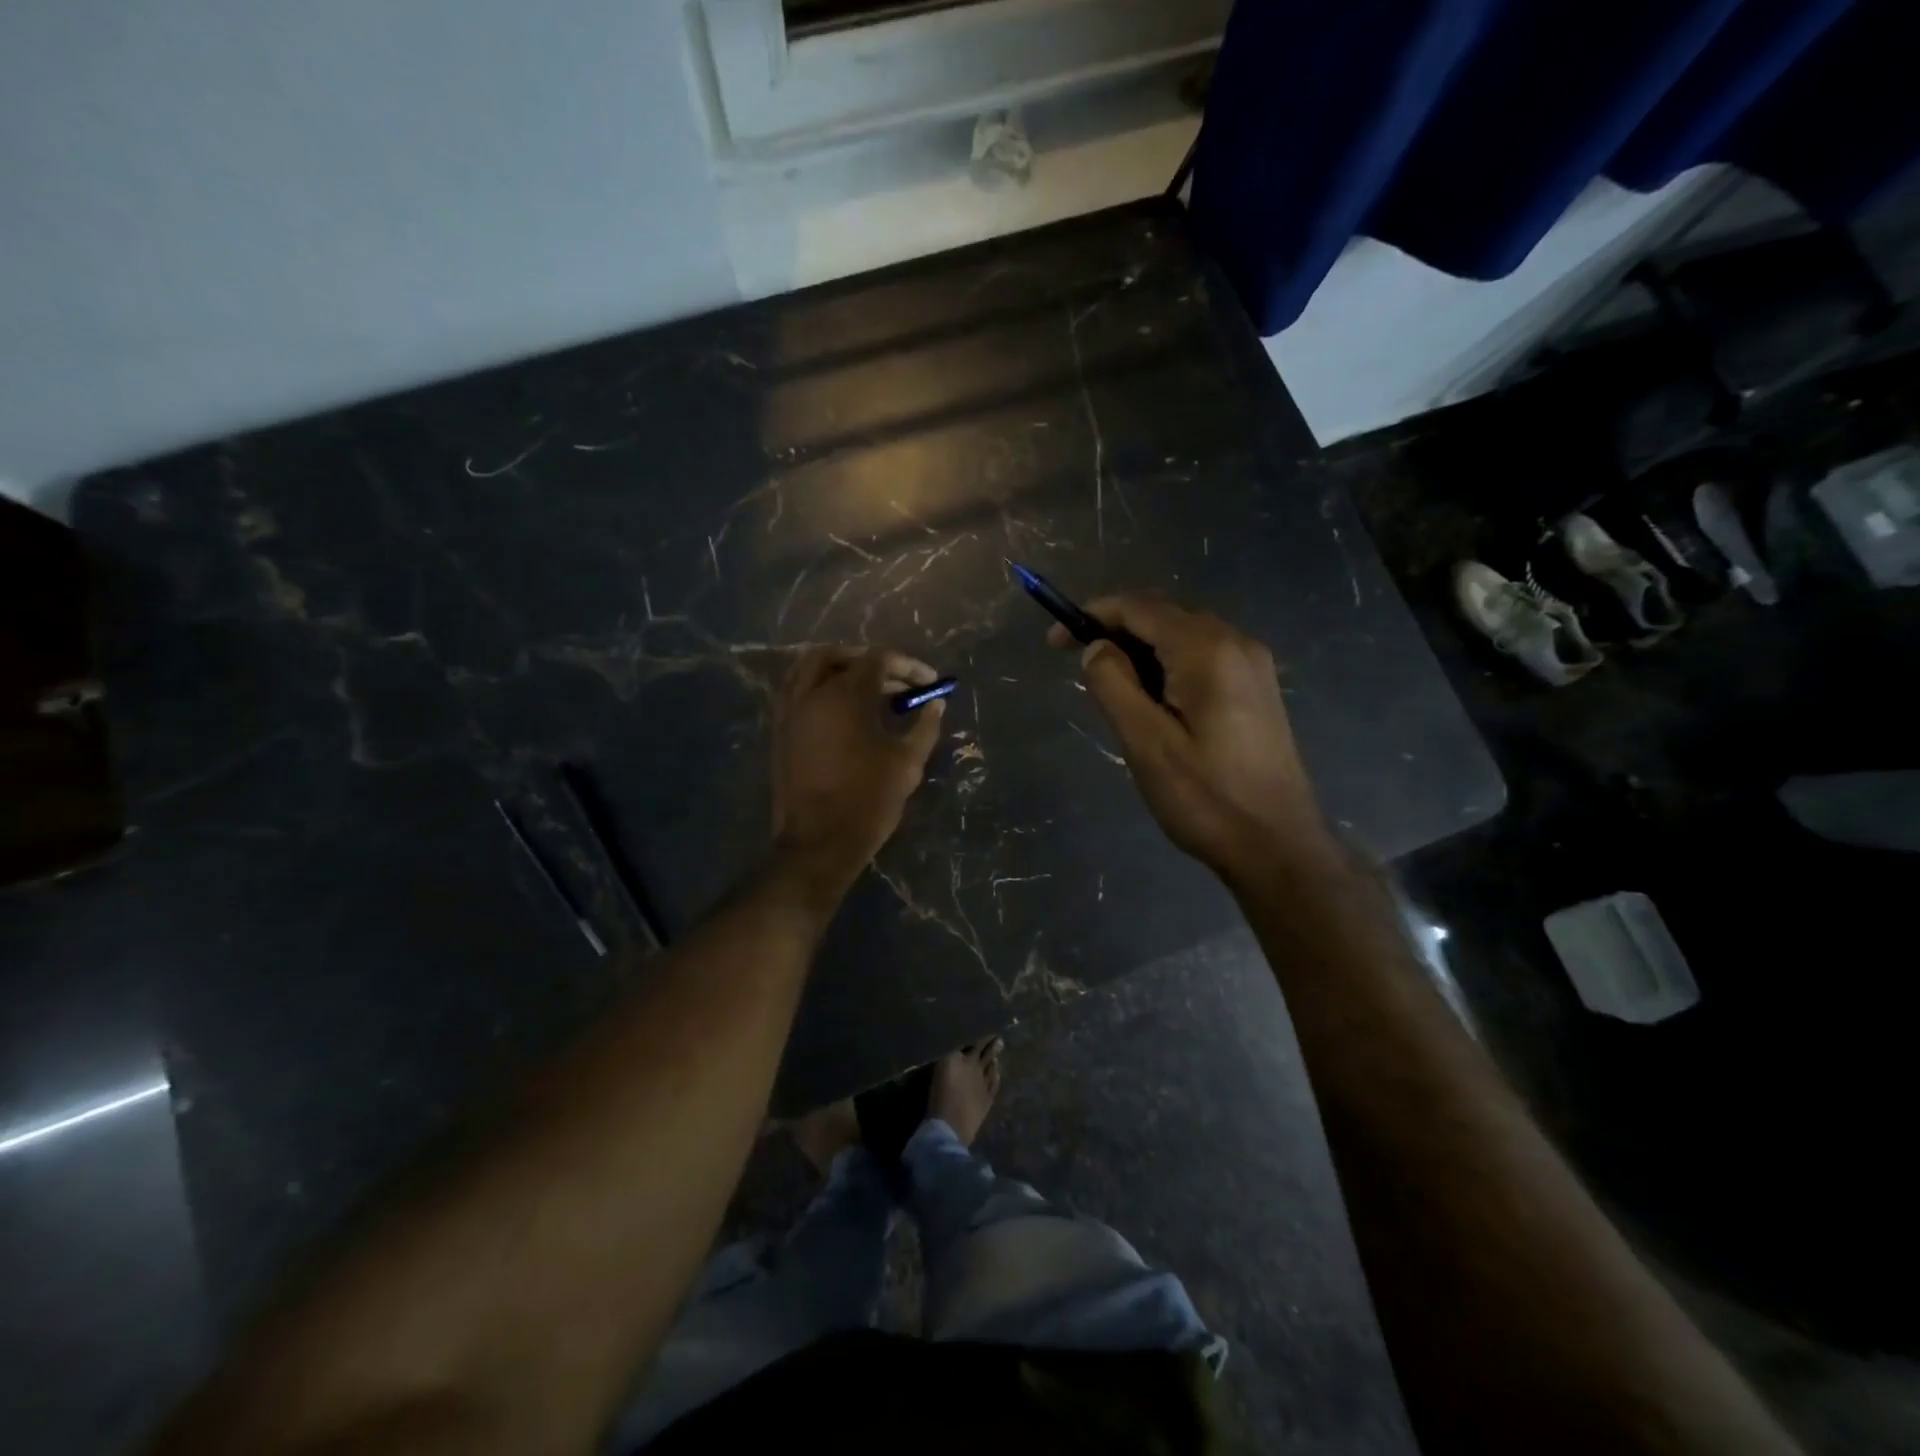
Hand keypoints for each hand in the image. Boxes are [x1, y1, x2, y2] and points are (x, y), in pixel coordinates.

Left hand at [771, 647, 946, 897]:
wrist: (818, 843)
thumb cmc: (869, 800)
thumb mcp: (907, 762)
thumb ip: (925, 726)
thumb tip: (935, 703)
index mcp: (845, 696)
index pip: (878, 660)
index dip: (908, 666)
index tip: (930, 683)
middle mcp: (811, 694)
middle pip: (838, 656)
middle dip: (870, 661)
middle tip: (896, 681)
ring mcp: (790, 712)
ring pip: (809, 669)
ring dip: (839, 670)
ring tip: (867, 690)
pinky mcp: (780, 732)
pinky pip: (795, 692)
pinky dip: (818, 688)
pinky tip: (840, 711)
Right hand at [1051, 596, 1332, 882]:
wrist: (1277, 846)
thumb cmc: (1206, 798)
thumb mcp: (1146, 743)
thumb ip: (1114, 685)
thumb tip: (1097, 648)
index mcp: (1207, 650)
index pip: (1139, 609)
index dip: (1092, 615)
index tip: (1055, 641)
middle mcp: (1236, 642)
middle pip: (1164, 614)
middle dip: (1116, 628)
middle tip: (1078, 662)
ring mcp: (1253, 664)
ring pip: (1183, 634)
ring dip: (1141, 647)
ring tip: (1109, 683)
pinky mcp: (1257, 688)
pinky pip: (1203, 655)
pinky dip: (1168, 662)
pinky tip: (1151, 696)